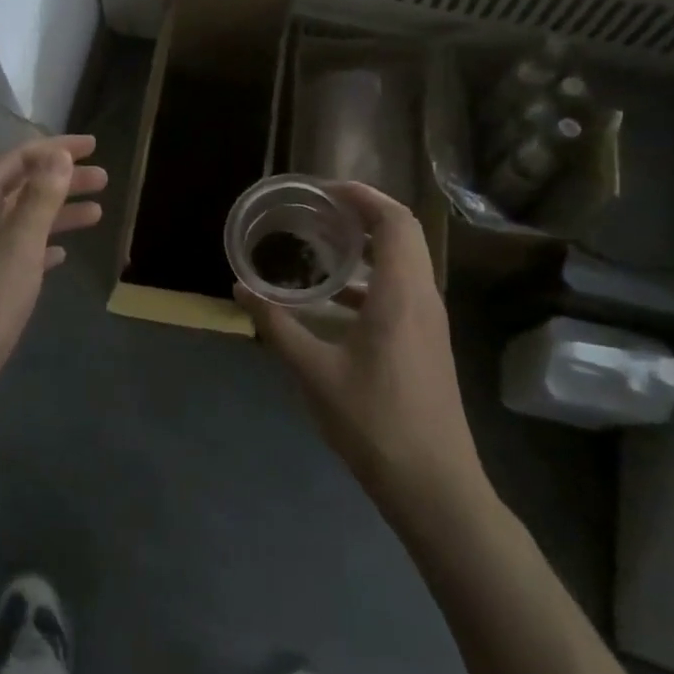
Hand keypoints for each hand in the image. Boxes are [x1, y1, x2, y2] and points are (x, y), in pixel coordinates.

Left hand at [0, 135, 106, 430]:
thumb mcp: (18, 247)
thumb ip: (40, 199)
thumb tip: (58, 154)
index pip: (16, 160)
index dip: (54, 149)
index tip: (93, 147)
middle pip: (20, 187)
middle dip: (61, 180)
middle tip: (103, 179)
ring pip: (20, 220)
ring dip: (56, 212)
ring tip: (97, 212)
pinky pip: (16, 251)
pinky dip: (41, 245)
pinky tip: (63, 252)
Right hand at [236, 182, 489, 515]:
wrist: (433, 484)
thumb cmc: (373, 421)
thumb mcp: (313, 372)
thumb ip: (276, 326)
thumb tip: (239, 289)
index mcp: (401, 294)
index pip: (394, 221)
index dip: (363, 195)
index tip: (324, 189)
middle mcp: (422, 298)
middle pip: (403, 234)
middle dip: (363, 213)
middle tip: (319, 209)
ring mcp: (429, 322)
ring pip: (405, 263)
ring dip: (368, 246)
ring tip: (322, 243)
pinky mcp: (426, 343)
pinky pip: (402, 290)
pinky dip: (371, 279)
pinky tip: (334, 300)